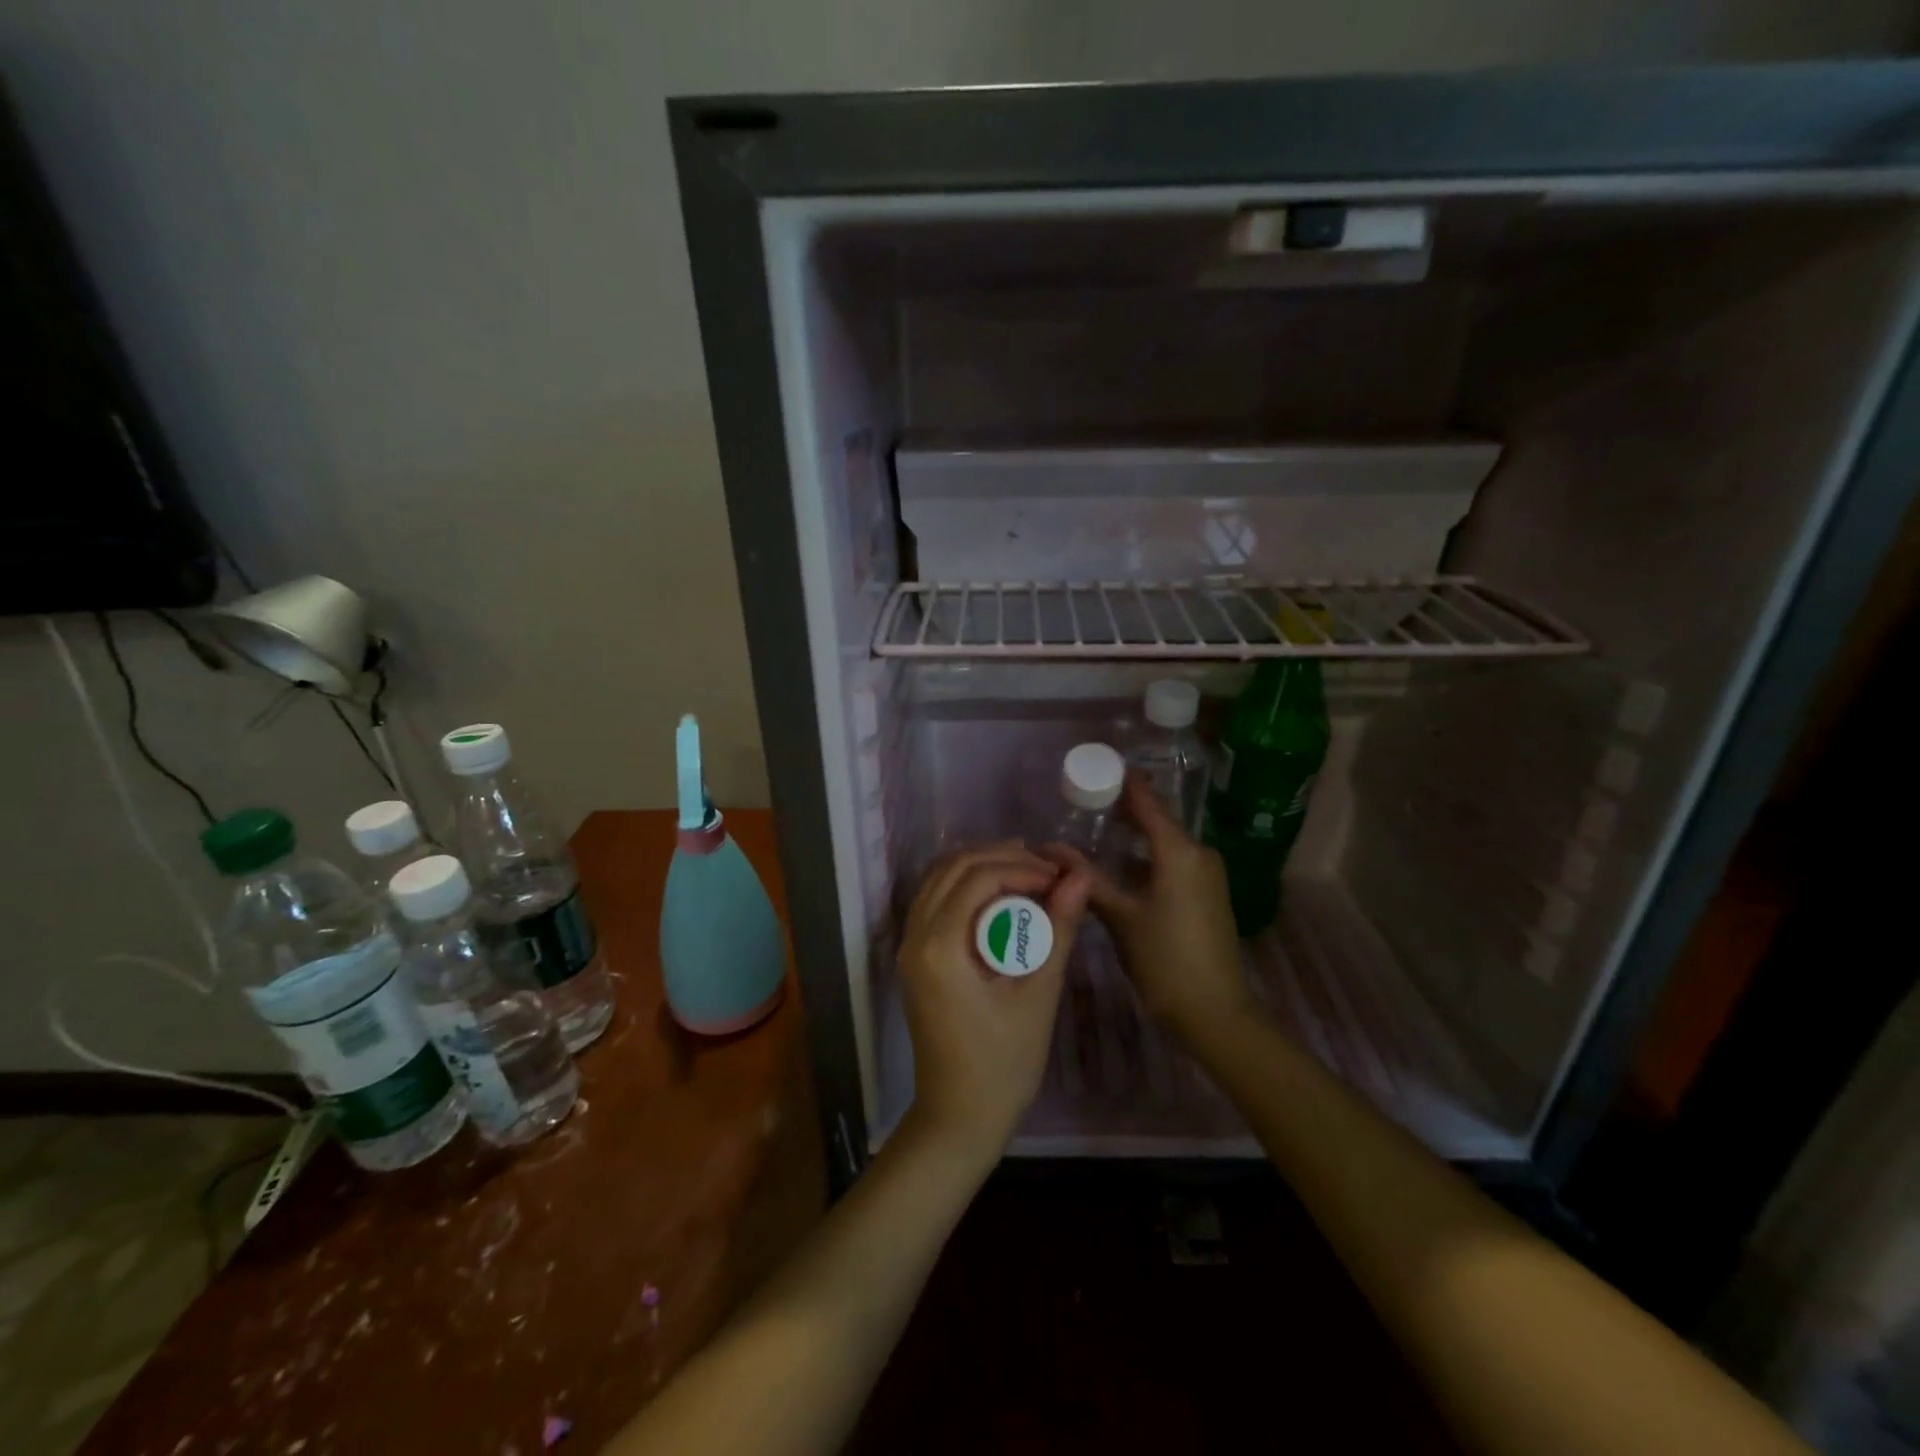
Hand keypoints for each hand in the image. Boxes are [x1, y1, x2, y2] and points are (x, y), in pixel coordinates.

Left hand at [897, 842, 1092, 1164]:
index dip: (1021, 866)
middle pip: (952, 868)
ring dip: (980, 867)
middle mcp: (914, 937)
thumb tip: (1078, 879)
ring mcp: (908, 946)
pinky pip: (934, 900)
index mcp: (940, 946)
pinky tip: (999, 896)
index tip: (1059, 878)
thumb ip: (1056, 930)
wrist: (959, 1116)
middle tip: (1046, 870)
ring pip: (938, 879)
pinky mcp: (913, 957)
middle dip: (1000, 858)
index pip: (978, 877)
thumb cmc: (1004, 1063)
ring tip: (1027, 872)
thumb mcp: (1038, 994)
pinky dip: (965, 887)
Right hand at [1046, 776, 1255, 1041]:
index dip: (1122, 783)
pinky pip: (1174, 860)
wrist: (1215, 1012)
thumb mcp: (1120, 916)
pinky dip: (1147, 855)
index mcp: (1179, 851)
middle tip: (1083, 802)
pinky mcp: (1208, 893)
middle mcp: (1199, 853)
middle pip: (1157, 819)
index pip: (1147, 802)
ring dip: (1134, 835)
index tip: (1094, 767)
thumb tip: (1048, 848)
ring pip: (1165, 842)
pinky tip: (1121, 864)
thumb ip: (1085, 877)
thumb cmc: (1164, 959)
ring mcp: (1208, 873)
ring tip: (1095, 830)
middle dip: (1123, 809)